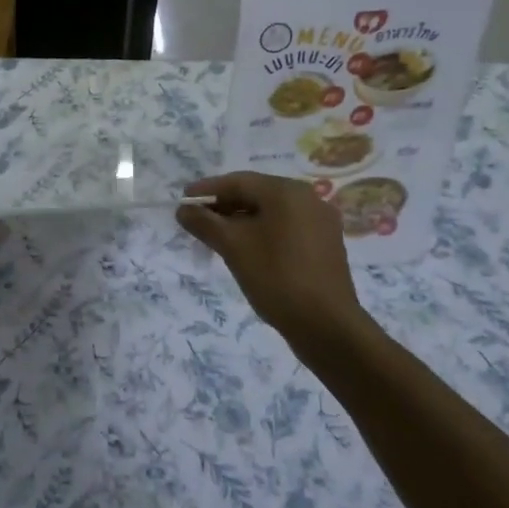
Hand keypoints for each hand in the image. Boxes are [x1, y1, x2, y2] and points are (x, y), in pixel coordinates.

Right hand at [176, 172, 377, 350]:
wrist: (326, 325)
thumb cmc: (276, 277)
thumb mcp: (232, 246)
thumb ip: (204, 223)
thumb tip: (183, 210)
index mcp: (287, 192)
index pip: (238, 182)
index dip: (206, 191)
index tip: (182, 202)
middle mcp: (308, 199)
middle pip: (256, 194)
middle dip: (223, 206)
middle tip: (195, 220)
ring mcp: (320, 223)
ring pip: (270, 213)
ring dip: (240, 221)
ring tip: (215, 236)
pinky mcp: (324, 245)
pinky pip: (285, 229)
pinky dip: (261, 233)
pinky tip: (245, 249)